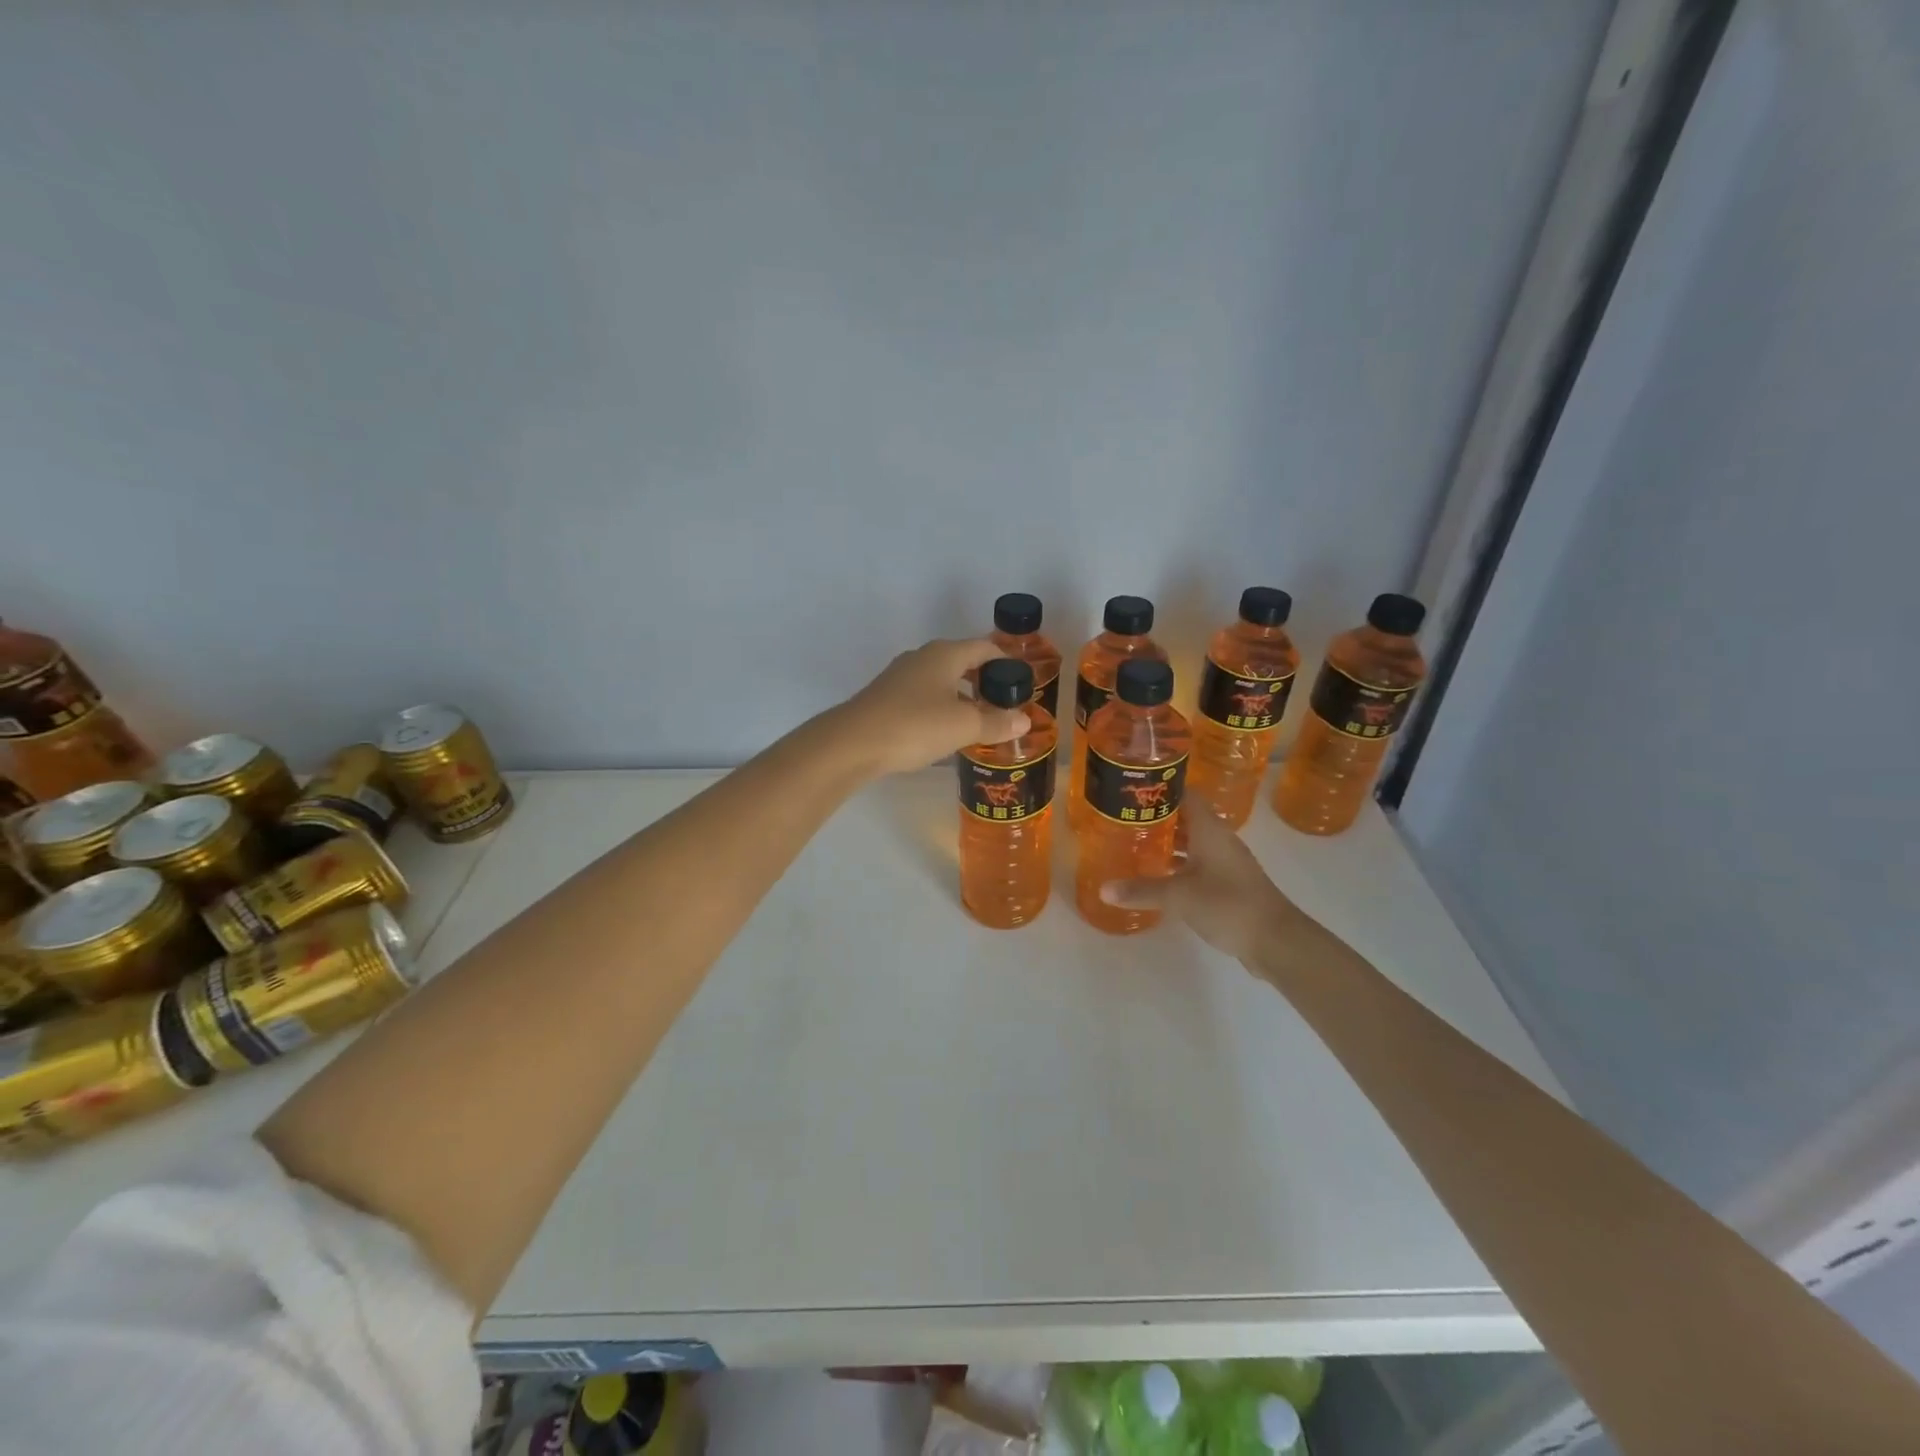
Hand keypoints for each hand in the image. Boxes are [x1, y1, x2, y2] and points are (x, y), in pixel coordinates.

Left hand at [832, 639, 1031, 776]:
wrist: (852, 743)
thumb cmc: (915, 725)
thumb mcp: (963, 726)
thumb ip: (996, 723)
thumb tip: (1025, 720)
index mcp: (945, 653)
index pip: (985, 648)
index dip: (1006, 662)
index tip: (1021, 683)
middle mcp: (923, 657)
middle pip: (962, 660)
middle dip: (984, 679)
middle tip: (1003, 704)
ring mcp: (900, 676)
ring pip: (941, 679)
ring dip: (962, 695)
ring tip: (978, 719)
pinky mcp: (886, 696)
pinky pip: (924, 695)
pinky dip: (941, 706)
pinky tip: (944, 729)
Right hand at [1100, 809, 1317, 967]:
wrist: (1275, 939)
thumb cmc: (1227, 903)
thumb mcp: (1178, 895)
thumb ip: (1141, 890)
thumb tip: (1103, 889)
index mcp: (1210, 829)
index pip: (1185, 794)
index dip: (1161, 788)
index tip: (1133, 788)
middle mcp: (1219, 839)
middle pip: (1186, 817)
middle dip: (1158, 817)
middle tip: (1125, 818)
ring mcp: (1226, 862)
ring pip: (1192, 842)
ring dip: (1168, 842)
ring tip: (1134, 843)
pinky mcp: (1228, 884)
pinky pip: (1197, 864)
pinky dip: (1178, 865)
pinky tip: (1157, 875)